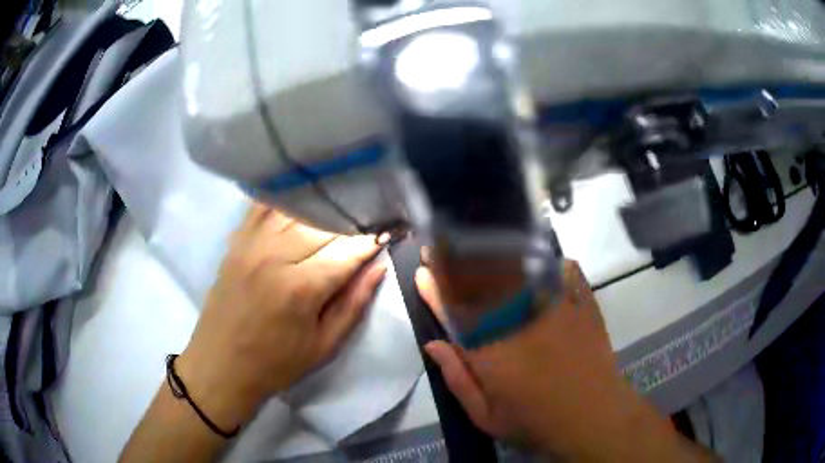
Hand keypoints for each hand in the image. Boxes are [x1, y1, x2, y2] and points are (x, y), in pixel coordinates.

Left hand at [177, 204, 386, 428]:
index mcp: (302, 287)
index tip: (390, 232)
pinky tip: (300, 197)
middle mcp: (276, 255)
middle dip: (351, 222)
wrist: (222, 365)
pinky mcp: (236, 242)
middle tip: (369, 222)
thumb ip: (354, 303)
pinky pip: (262, 207)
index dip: (372, 240)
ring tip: (340, 209)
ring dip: (322, 208)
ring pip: (296, 209)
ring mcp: (252, 244)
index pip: (348, 250)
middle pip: (324, 224)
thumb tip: (379, 267)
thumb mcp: (325, 345)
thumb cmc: (277, 363)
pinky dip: (285, 199)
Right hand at [417, 258, 688, 459]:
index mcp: (492, 350)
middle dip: (458, 262)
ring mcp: (556, 309)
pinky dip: (555, 264)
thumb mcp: (487, 417)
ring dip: (497, 254)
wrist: (594, 419)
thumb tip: (433, 345)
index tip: (423, 273)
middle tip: (441, 246)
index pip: (456, 311)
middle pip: (484, 283)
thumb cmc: (536, 423)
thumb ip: (458, 380)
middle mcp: (520, 321)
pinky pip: (568, 273)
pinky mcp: (583, 307)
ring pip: (522, 272)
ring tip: (481, 243)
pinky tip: (546, 262)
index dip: (436, 290)